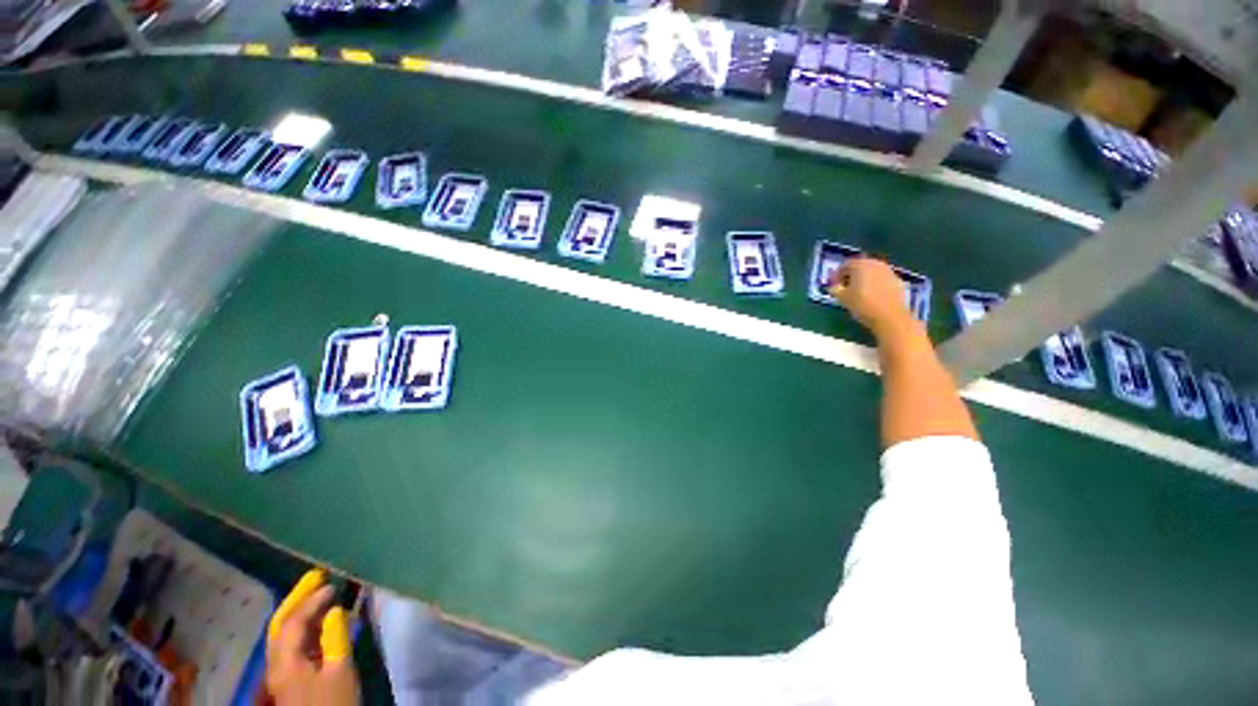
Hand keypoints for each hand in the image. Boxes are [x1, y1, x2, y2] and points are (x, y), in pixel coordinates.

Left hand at [266, 570, 359, 705]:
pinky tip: (320, 622)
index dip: (312, 600)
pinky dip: (304, 626)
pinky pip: (292, 644)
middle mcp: (276, 664)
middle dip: (297, 598)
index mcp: (286, 662)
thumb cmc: (334, 702)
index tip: (332, 583)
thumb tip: (335, 611)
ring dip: (300, 610)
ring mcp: (281, 672)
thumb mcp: (340, 671)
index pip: (294, 623)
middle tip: (315, 576)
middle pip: (280, 625)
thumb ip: (336, 639)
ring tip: (319, 593)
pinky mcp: (290, 678)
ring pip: (284, 634)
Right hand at [828, 257, 912, 336]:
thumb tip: (833, 286)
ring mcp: (888, 271)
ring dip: (864, 279)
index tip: (835, 286)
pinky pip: (881, 278)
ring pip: (872, 272)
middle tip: (846, 288)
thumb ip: (835, 289)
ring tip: (859, 292)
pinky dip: (875, 283)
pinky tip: (872, 296)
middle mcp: (875, 263)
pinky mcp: (897, 280)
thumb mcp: (842, 298)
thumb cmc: (862, 305)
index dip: (838, 275)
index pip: (845, 265)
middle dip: (852, 275)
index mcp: (860, 265)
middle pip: (860, 266)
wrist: (890, 317)